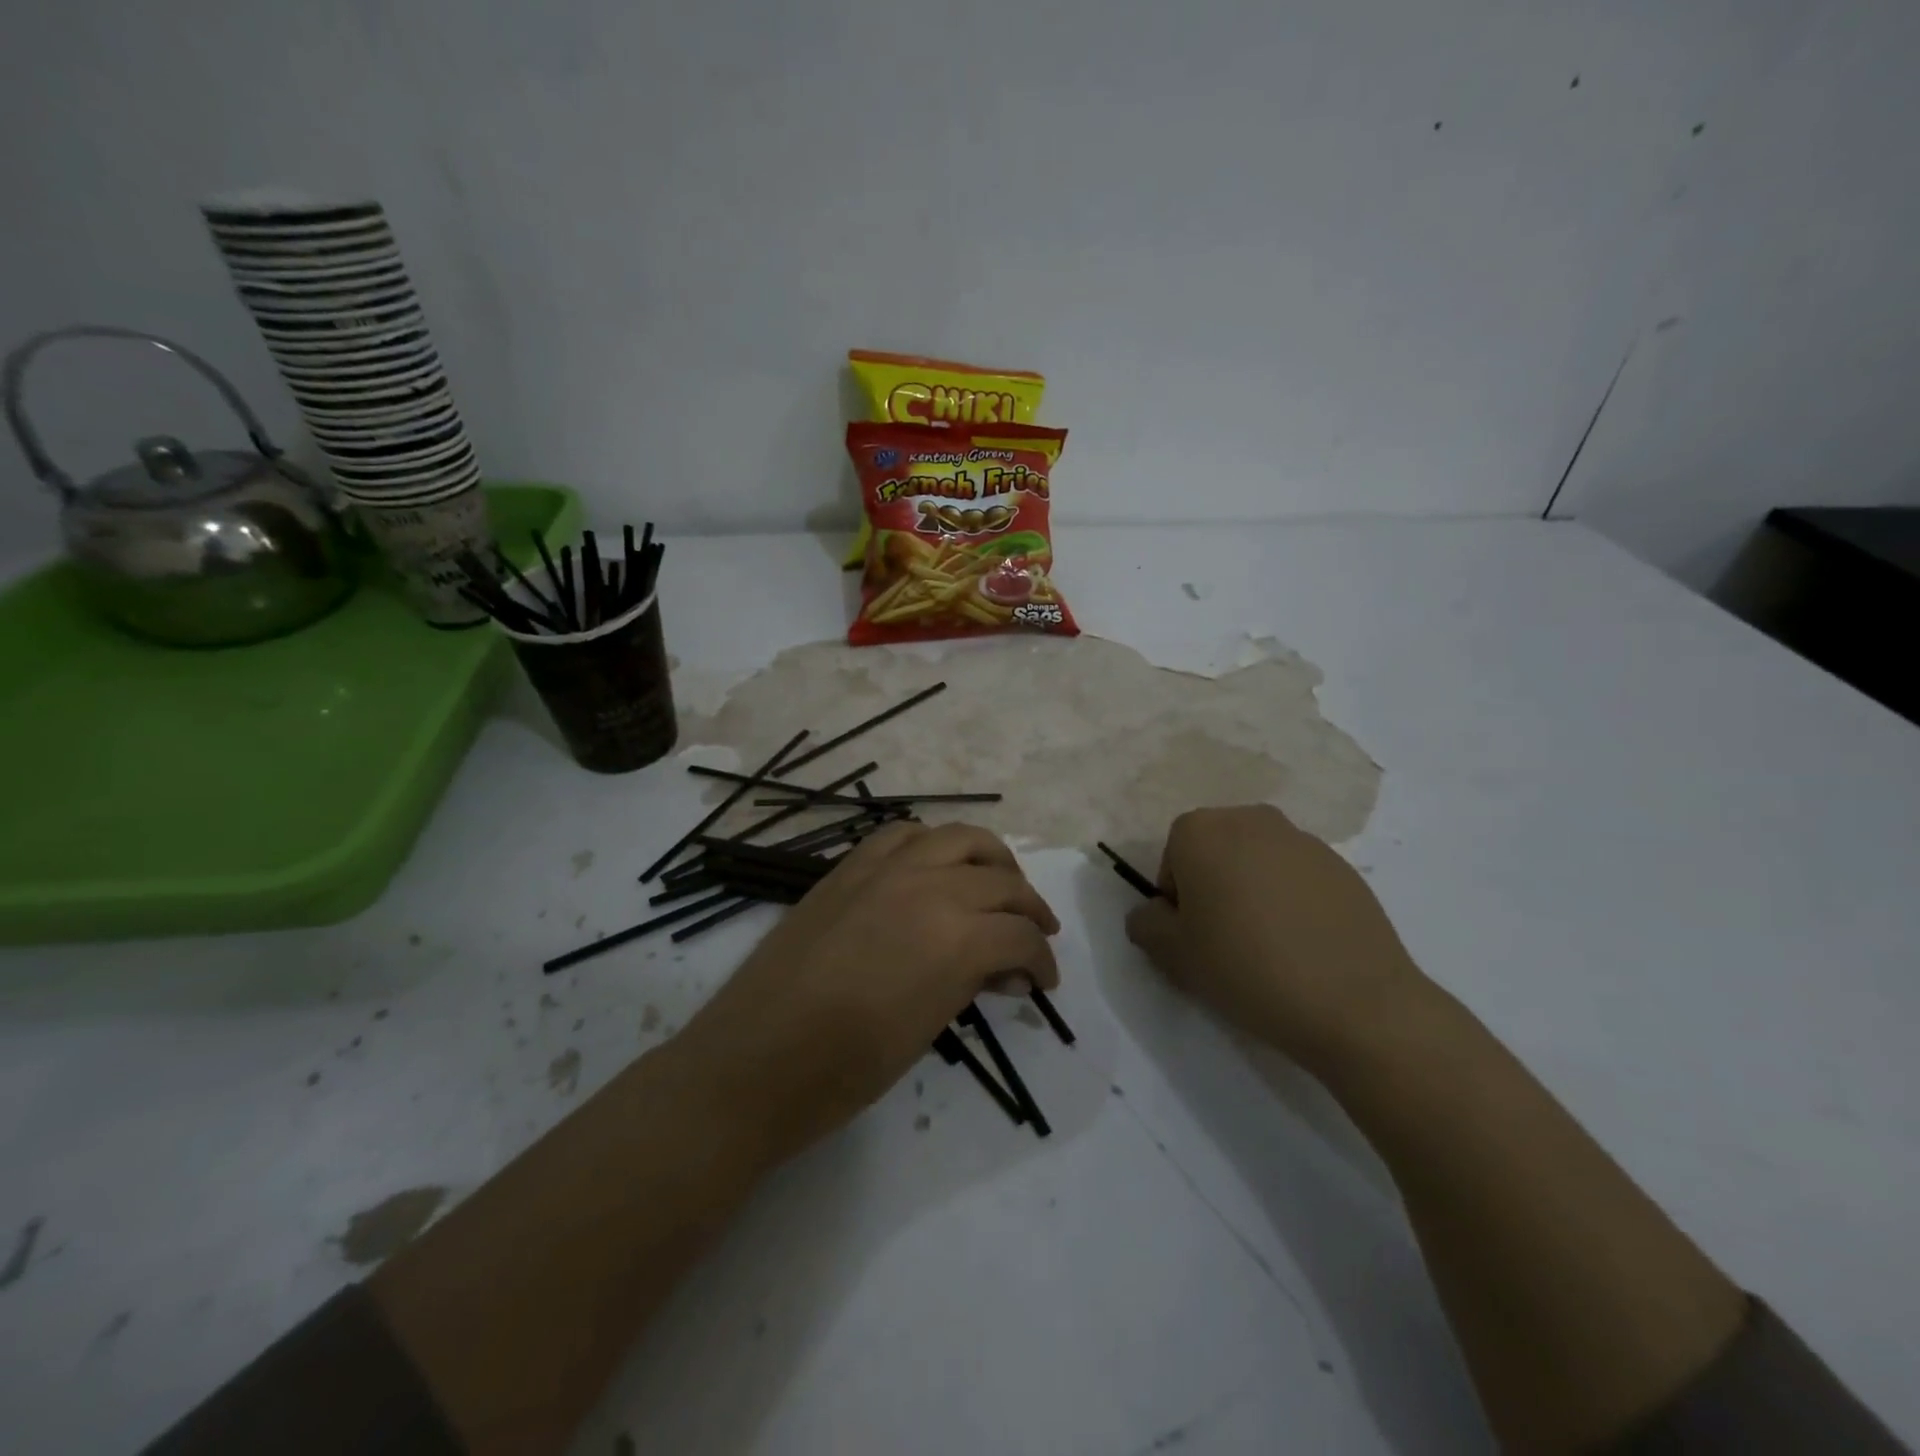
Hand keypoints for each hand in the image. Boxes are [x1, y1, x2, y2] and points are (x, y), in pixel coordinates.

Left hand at [677, 821, 1059, 1163]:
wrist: (756, 1059)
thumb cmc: (846, 1068)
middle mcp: (928, 886)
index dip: (1042, 961)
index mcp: (956, 937)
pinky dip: (933, 845)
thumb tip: (1005, 970)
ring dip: (991, 861)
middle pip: (1001, 880)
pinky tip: (937, 867)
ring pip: (959, 838)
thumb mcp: (928, 1028)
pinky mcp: (850, 866)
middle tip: (1034, 935)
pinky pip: (904, 834)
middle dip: (1029, 908)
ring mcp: (885, 868)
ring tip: (999, 886)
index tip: (1043, 982)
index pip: (1020, 936)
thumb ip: (973, 982)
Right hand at [1124, 805, 1425, 1073]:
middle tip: (1225, 940)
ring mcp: (1303, 840)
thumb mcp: (1173, 955)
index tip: (1193, 937)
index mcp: (1203, 830)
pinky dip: (1292, 902)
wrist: (1355, 1003)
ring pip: (1257, 862)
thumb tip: (1154, 913)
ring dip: (1252, 892)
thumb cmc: (1246, 968)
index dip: (1176, 900)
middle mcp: (1251, 820)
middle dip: (1213, 888)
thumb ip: (1146, 924)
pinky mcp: (1343, 866)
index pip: (1172, 858)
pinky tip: (1304, 947)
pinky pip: (1298, 878)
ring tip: (1268, 947)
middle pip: (1215, 852)